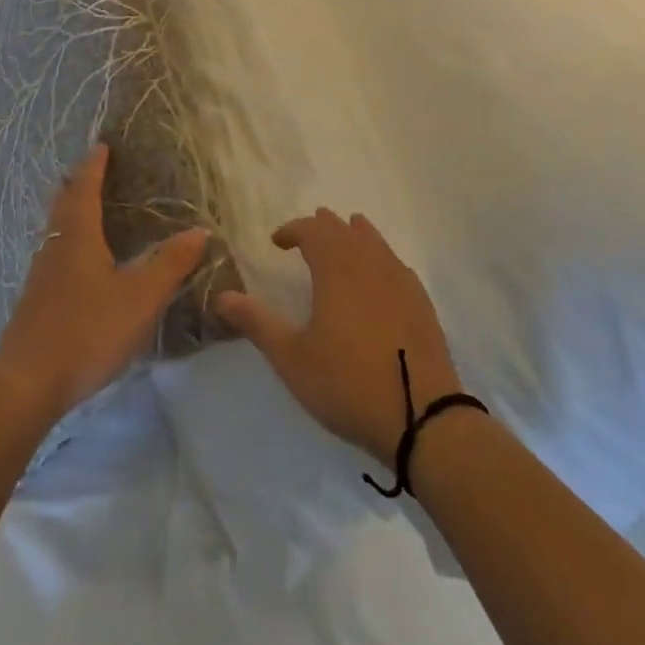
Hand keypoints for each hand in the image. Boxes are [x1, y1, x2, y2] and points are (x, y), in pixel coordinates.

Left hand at [0, 145, 208, 422]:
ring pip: (55, 228)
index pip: (85, 187)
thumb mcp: (139, 298)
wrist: (27, 383)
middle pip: (63, 203)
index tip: (102, 146)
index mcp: (78, 236)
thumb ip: (170, 265)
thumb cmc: (87, 330)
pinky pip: (53, 253)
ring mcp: (40, 274)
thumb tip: (199, 231)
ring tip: (88, 209)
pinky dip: (66, 240)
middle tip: (93, 170)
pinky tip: (77, 262)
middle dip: (77, 183)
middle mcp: (54, 246)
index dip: (94, 165)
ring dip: (69, 211)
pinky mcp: (35, 300)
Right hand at [214, 208, 461, 470]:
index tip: (277, 241)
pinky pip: (395, 263)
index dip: (293, 229)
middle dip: (322, 227)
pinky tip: (380, 272)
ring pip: (374, 241)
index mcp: (337, 269)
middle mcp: (369, 263)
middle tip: (308, 233)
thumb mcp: (292, 359)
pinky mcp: (421, 301)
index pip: (313, 231)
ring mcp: (400, 280)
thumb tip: (221, 297)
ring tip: (346, 232)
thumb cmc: (348, 385)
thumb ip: (257, 323)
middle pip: (344, 230)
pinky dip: (380, 255)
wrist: (422, 418)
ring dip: (354, 234)